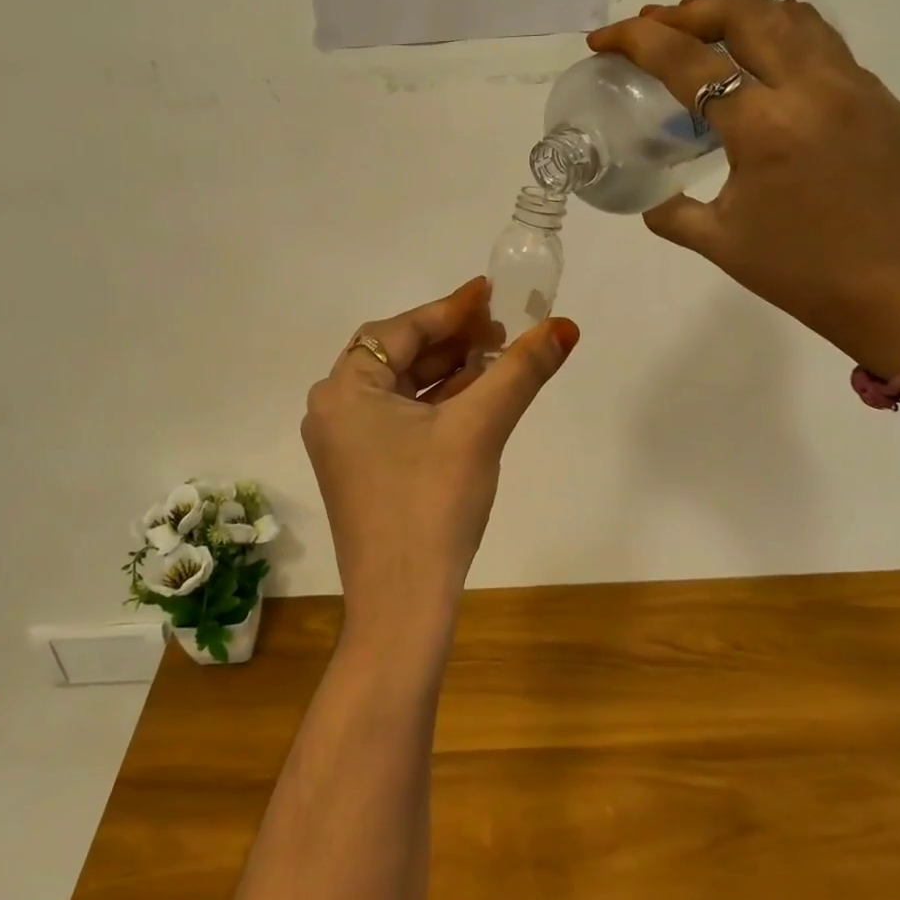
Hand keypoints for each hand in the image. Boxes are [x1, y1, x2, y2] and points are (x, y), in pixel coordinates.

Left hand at [302, 277, 578, 642]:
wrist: (401, 607)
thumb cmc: (431, 506)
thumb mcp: (479, 429)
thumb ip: (520, 371)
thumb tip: (565, 327)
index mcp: (344, 390)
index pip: (400, 330)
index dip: (450, 309)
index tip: (490, 292)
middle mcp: (334, 409)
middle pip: (398, 355)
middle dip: (452, 339)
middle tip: (502, 327)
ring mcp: (345, 442)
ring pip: (402, 388)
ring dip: (449, 371)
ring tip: (499, 356)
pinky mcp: (362, 469)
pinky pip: (400, 418)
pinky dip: (437, 404)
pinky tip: (477, 396)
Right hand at [588, 0, 899, 375]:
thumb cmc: (801, 275)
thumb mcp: (717, 243)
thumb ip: (669, 210)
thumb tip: (650, 195)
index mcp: (765, 128)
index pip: (688, 60)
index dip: (636, 40)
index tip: (604, 39)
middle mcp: (816, 90)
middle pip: (747, 13)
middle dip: (691, 10)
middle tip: (658, 27)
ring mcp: (862, 90)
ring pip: (797, 18)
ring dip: (742, 15)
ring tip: (709, 32)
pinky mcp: (890, 103)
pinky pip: (831, 51)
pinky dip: (787, 43)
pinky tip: (771, 76)